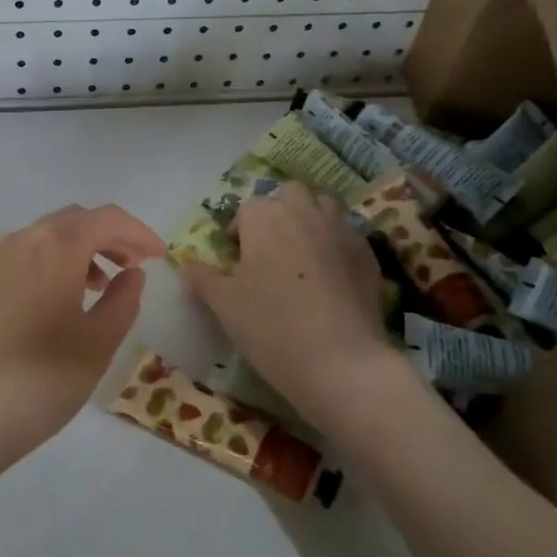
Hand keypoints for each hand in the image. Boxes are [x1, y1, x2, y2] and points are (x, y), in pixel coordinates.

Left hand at [0, 204, 166, 466]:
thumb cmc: (41, 378)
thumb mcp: (98, 342)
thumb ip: (124, 301)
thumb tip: (132, 274)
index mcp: (58, 245)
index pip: (108, 218)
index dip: (140, 233)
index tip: (162, 257)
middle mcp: (27, 239)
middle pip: (79, 220)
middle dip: (113, 236)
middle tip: (138, 267)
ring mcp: (2, 259)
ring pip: (54, 235)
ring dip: (87, 248)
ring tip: (107, 285)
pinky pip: (34, 253)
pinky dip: (61, 261)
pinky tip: (71, 297)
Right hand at [181, 185, 407, 437]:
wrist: (341, 362)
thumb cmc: (271, 327)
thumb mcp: (223, 305)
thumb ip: (202, 279)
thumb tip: (188, 266)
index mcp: (264, 218)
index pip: (247, 209)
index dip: (240, 232)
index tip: (237, 263)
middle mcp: (303, 212)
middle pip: (288, 194)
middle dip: (278, 212)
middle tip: (270, 250)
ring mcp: (340, 230)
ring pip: (323, 206)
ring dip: (310, 219)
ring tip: (302, 256)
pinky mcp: (368, 253)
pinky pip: (348, 234)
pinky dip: (336, 244)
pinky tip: (332, 276)